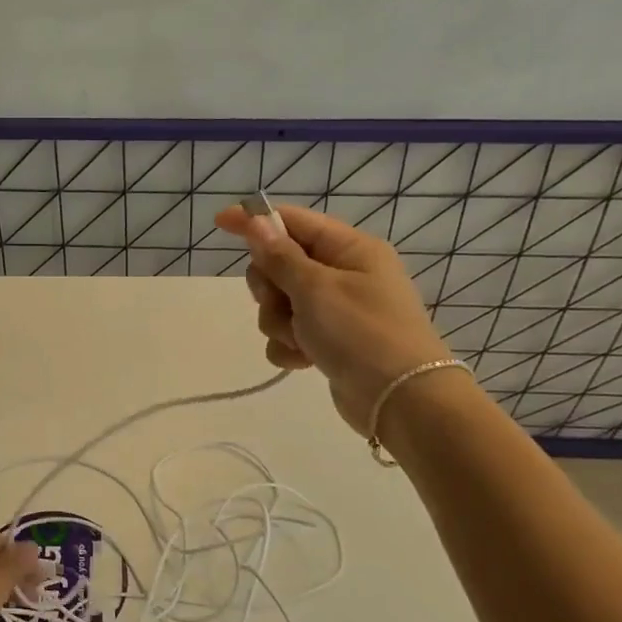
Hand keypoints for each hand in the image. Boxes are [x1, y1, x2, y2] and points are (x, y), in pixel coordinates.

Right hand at [214, 203, 454, 436]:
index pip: (293, 222)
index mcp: (349, 249)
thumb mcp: (315, 288)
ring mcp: (336, 310)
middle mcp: (343, 274)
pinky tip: (303, 361)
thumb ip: (280, 256)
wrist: (401, 400)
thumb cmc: (361, 333)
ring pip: (280, 303)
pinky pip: (290, 334)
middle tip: (280, 303)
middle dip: (270, 287)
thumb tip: (257, 222)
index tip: (220, 222)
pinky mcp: (329, 342)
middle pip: (280, 264)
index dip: (256, 221)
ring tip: (299, 340)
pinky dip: (290, 346)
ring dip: (279, 322)